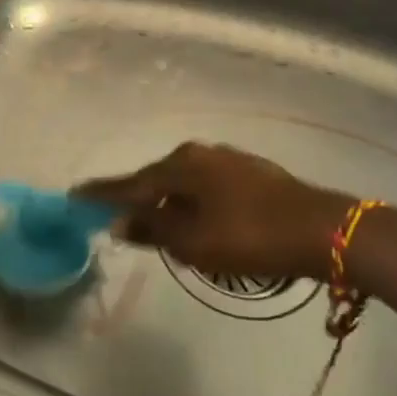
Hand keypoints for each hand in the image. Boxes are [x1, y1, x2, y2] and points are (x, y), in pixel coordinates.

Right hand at [76, 143, 351, 281]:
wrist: (322, 229)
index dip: (102, 193)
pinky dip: (193, 202)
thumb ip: (153, 229)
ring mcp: (228, 160)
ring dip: (169, 202)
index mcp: (180, 166)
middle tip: (118, 217)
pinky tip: (197, 217)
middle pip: (157, 178)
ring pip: (184, 182)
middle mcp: (200, 154)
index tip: (74, 196)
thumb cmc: (249, 236)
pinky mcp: (251, 172)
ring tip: (158, 223)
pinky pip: (206, 186)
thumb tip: (119, 220)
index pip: (130, 183)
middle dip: (138, 198)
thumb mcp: (193, 241)